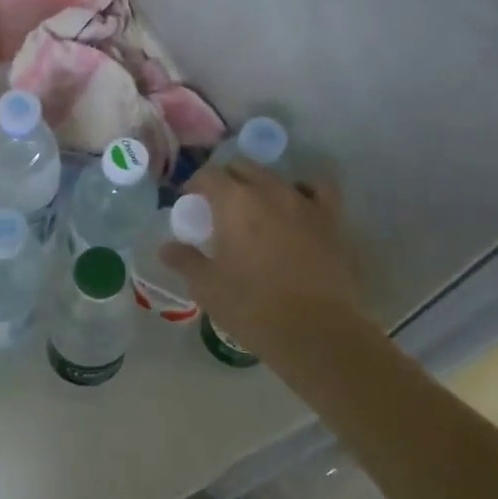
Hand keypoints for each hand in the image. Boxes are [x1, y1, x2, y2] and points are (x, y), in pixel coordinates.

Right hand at [160, 161, 364, 361]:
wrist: (315, 330)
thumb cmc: (251, 306)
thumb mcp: (207, 286)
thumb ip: (185, 260)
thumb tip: (166, 248)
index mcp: (234, 202)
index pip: (208, 175)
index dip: (195, 184)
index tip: (189, 202)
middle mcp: (269, 191)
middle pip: (242, 168)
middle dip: (227, 180)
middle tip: (218, 206)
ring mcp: (304, 203)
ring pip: (277, 177)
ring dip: (261, 185)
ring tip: (256, 207)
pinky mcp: (331, 220)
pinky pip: (318, 190)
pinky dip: (304, 190)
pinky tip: (298, 205)